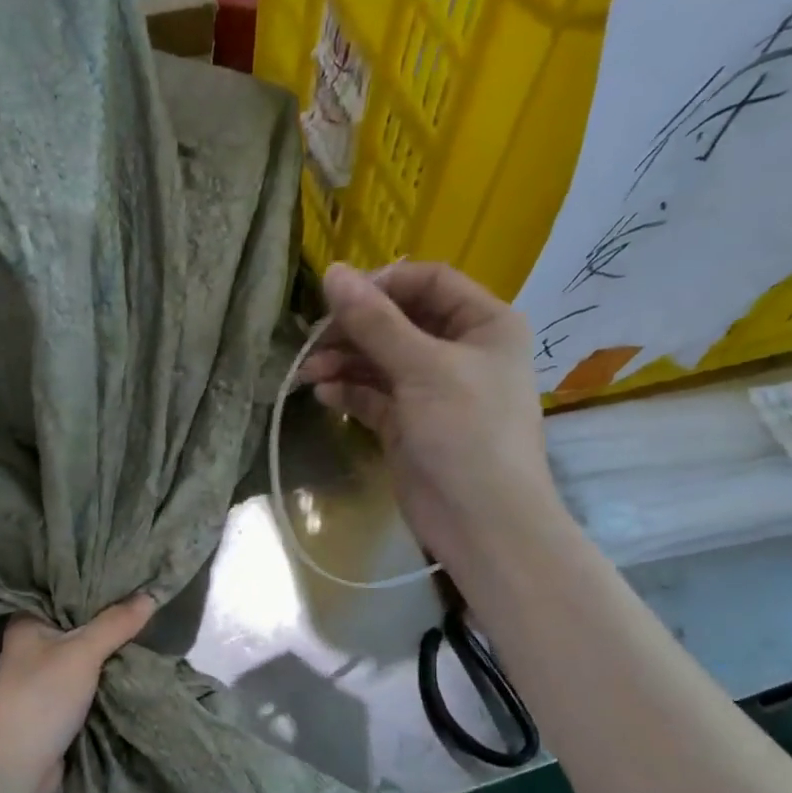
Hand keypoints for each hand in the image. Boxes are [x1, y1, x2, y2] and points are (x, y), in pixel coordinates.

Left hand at [0, 595, 156, 792]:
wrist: (20, 767)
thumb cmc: (43, 697)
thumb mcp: (82, 653)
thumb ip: (115, 623)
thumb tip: (150, 594)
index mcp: (26, 622)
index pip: (62, 590)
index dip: (94, 580)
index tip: (128, 570)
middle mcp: (31, 643)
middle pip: (76, 620)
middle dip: (108, 614)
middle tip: (146, 593)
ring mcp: (43, 673)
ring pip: (84, 649)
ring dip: (110, 644)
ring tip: (147, 619)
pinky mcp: (56, 699)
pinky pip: (87, 675)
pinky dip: (107, 669)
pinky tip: (133, 657)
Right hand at [298, 262, 561, 569]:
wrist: (480, 520)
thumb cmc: (466, 432)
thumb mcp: (422, 368)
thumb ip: (375, 322)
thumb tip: (332, 272)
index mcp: (483, 324)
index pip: (428, 283)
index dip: (382, 285)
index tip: (336, 298)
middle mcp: (459, 350)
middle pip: (398, 322)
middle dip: (354, 330)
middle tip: (312, 341)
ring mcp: (431, 390)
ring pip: (380, 361)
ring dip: (344, 362)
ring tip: (308, 373)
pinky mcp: (407, 424)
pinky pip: (373, 395)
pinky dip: (348, 392)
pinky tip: (323, 394)